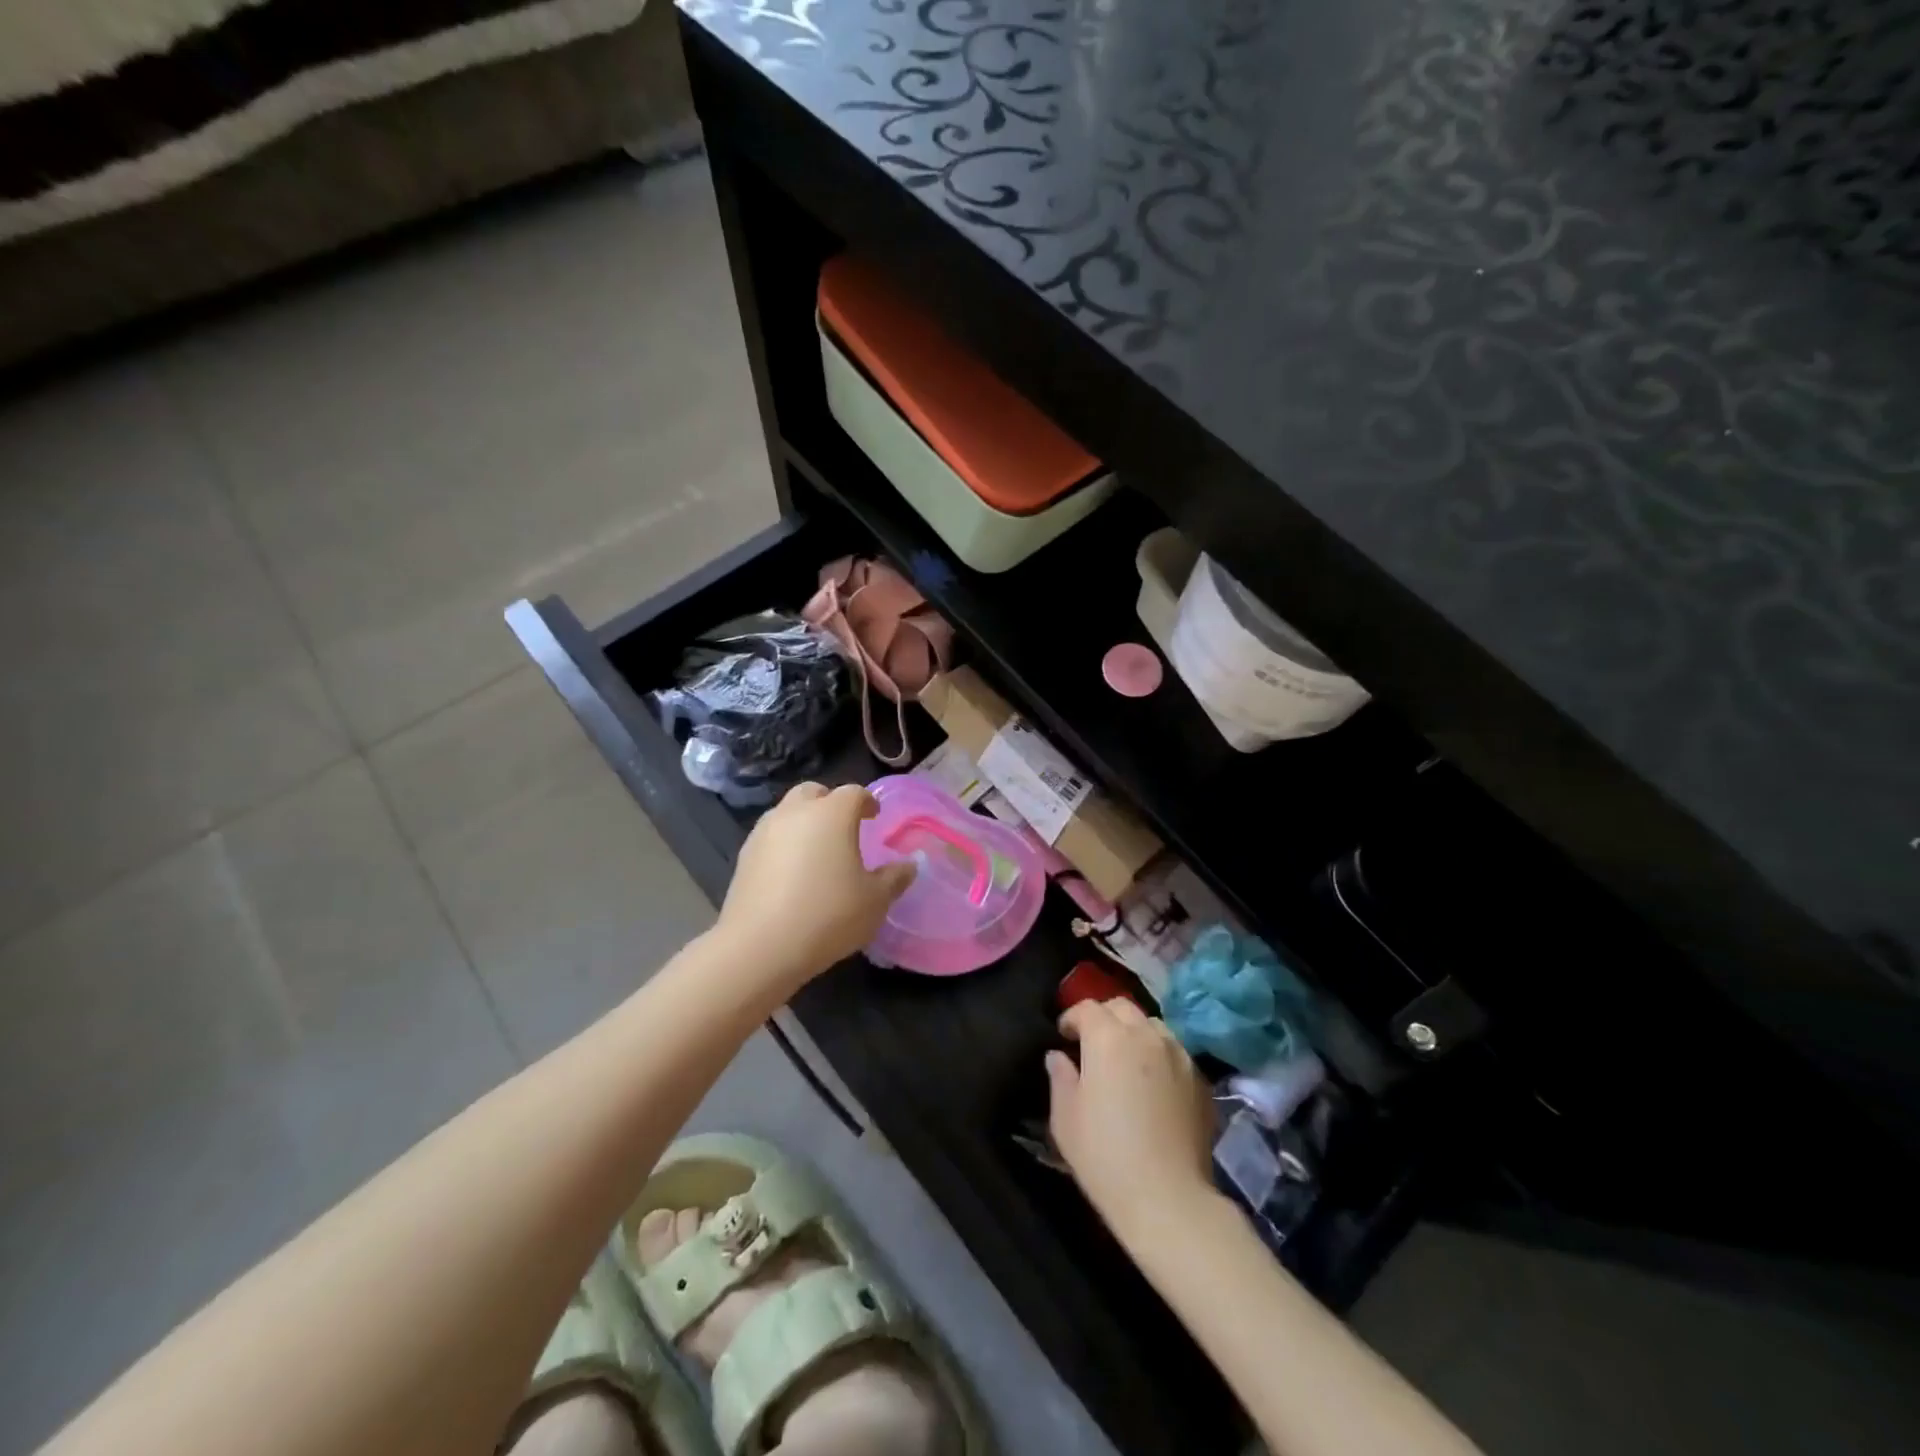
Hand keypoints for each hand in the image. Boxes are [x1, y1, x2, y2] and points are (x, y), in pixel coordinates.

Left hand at [713, 782, 915, 991]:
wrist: (759, 946)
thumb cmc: (828, 916)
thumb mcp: (875, 901)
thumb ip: (895, 878)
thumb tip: (909, 865)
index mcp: (832, 814)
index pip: (854, 793)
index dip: (867, 802)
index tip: (875, 816)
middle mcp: (796, 812)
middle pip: (814, 792)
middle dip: (830, 802)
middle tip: (844, 827)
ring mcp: (765, 832)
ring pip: (788, 812)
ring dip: (804, 821)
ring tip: (817, 850)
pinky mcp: (744, 855)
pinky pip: (770, 836)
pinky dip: (784, 843)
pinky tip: (792, 872)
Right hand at [1047, 998, 1216, 1237]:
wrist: (1168, 1199)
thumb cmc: (1104, 1156)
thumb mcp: (1065, 1118)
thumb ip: (1060, 1077)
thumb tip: (1058, 1056)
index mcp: (1108, 1038)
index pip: (1087, 1008)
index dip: (1071, 1017)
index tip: (1063, 1036)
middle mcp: (1146, 1035)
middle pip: (1122, 1007)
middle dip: (1104, 1017)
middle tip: (1092, 1043)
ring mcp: (1178, 1055)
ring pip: (1152, 1025)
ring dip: (1134, 1032)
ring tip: (1126, 1060)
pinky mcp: (1200, 1079)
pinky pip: (1174, 1052)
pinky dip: (1159, 1056)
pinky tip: (1153, 1085)